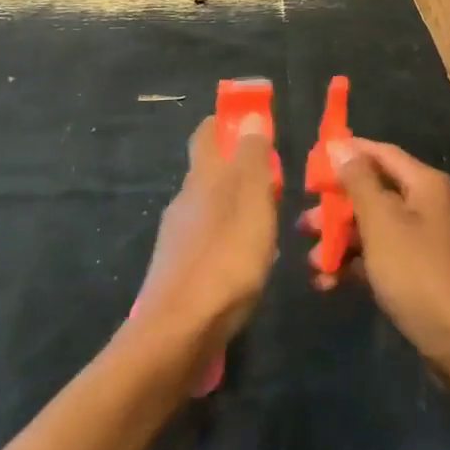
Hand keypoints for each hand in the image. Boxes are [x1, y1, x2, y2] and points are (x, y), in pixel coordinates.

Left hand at [134, 114, 278, 359]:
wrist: (178, 332)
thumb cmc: (226, 257)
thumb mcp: (252, 200)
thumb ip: (253, 158)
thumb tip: (249, 117)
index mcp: (202, 177)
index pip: (207, 134)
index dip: (226, 123)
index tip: (250, 122)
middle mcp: (184, 200)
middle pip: (209, 171)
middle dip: (238, 169)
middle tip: (273, 181)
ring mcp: (176, 237)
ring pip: (210, 208)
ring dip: (235, 207)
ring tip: (268, 224)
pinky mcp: (176, 270)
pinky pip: (207, 240)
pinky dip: (228, 239)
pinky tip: (246, 261)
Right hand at [302, 138, 449, 376]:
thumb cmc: (420, 274)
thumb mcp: (383, 223)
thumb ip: (358, 182)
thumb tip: (340, 146)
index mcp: (422, 184)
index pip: (378, 153)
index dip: (345, 155)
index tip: (308, 167)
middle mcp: (424, 205)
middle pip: (372, 193)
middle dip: (335, 208)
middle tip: (304, 225)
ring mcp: (421, 242)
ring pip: (371, 229)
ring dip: (339, 242)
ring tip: (313, 263)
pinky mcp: (416, 275)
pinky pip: (378, 259)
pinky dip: (353, 267)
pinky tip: (327, 284)